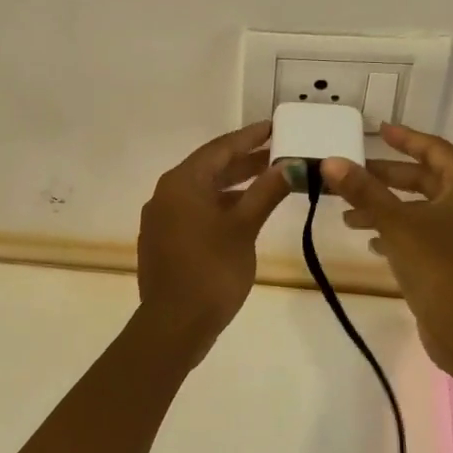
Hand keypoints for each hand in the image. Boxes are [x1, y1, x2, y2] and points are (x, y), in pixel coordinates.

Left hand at [136, 120, 291, 346]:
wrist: (175, 325)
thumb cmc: (212, 271)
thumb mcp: (244, 228)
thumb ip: (266, 193)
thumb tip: (290, 166)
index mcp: (181, 183)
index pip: (219, 149)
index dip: (249, 137)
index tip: (274, 127)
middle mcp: (166, 194)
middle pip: (210, 168)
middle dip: (245, 161)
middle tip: (279, 153)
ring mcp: (163, 219)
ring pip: (203, 192)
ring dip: (235, 185)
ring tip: (269, 181)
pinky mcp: (165, 241)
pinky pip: (195, 211)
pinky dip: (221, 206)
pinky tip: (244, 213)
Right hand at [318, 125, 452, 345]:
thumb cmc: (439, 267)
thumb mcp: (396, 223)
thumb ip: (363, 191)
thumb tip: (331, 161)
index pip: (436, 150)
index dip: (407, 138)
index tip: (379, 130)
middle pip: (426, 179)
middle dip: (387, 177)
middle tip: (352, 174)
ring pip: (420, 209)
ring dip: (386, 208)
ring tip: (348, 216)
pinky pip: (421, 234)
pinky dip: (396, 231)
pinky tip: (370, 241)